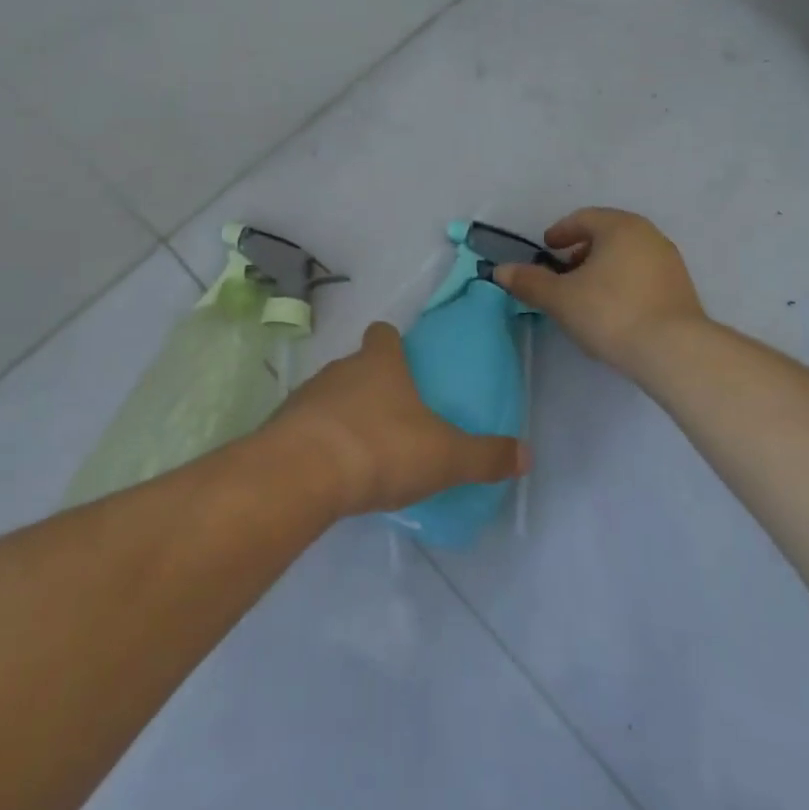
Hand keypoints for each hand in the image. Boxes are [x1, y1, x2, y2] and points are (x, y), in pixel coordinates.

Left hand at [263, 322, 528, 517]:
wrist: (302, 474)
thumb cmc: (381, 448)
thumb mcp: (445, 456)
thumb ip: (484, 456)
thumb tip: (526, 454)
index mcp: (380, 363)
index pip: (384, 334)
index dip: (392, 344)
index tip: (402, 360)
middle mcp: (340, 369)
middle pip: (356, 366)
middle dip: (372, 385)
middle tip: (392, 417)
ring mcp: (306, 397)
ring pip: (330, 396)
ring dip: (343, 415)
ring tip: (363, 450)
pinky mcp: (282, 429)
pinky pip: (306, 428)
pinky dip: (319, 443)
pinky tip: (332, 473)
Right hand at [494, 207, 705, 373]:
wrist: (674, 351)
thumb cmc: (611, 313)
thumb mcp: (561, 299)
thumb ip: (530, 282)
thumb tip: (500, 271)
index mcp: (619, 226)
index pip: (583, 218)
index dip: (561, 232)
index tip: (547, 248)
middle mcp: (648, 235)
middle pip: (607, 234)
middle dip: (582, 250)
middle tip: (564, 271)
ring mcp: (670, 261)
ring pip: (627, 255)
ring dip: (604, 267)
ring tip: (587, 294)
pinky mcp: (682, 288)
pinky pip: (644, 274)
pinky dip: (624, 282)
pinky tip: (614, 309)